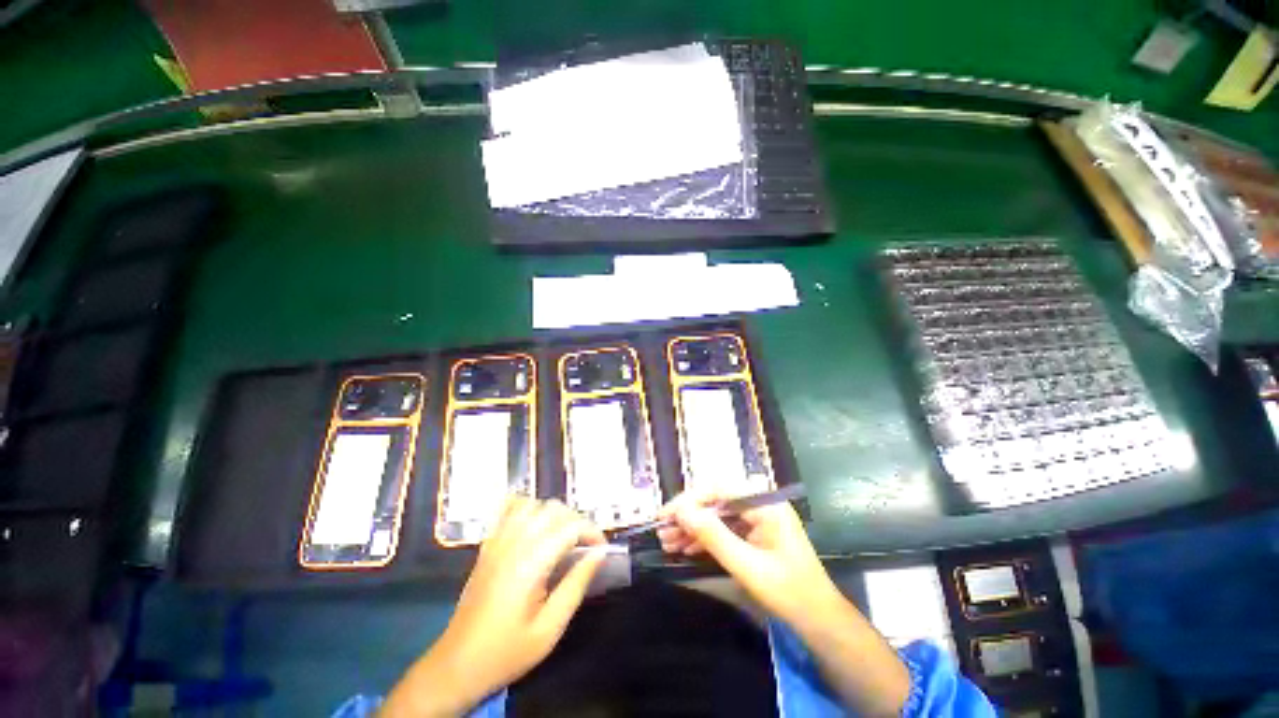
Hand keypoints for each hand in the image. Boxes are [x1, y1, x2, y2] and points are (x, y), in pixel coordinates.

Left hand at [383, 498, 606, 716]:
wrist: (457, 665)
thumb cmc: (507, 651)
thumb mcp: (550, 629)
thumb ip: (576, 586)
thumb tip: (599, 555)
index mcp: (530, 564)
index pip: (570, 527)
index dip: (592, 532)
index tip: (602, 549)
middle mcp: (513, 543)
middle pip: (554, 510)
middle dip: (577, 521)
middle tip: (586, 546)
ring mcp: (497, 541)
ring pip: (533, 504)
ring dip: (554, 513)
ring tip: (562, 536)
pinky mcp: (487, 544)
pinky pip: (507, 508)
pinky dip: (526, 506)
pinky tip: (534, 523)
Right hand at [657, 491, 842, 624]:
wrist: (819, 620)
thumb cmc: (789, 593)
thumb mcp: (747, 566)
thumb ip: (714, 536)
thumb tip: (681, 512)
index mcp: (764, 504)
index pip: (718, 489)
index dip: (688, 500)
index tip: (665, 515)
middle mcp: (760, 503)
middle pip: (715, 500)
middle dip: (688, 515)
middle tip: (662, 531)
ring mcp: (757, 517)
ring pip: (717, 514)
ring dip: (692, 527)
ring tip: (667, 542)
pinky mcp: (754, 531)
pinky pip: (724, 527)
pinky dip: (705, 537)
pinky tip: (685, 547)